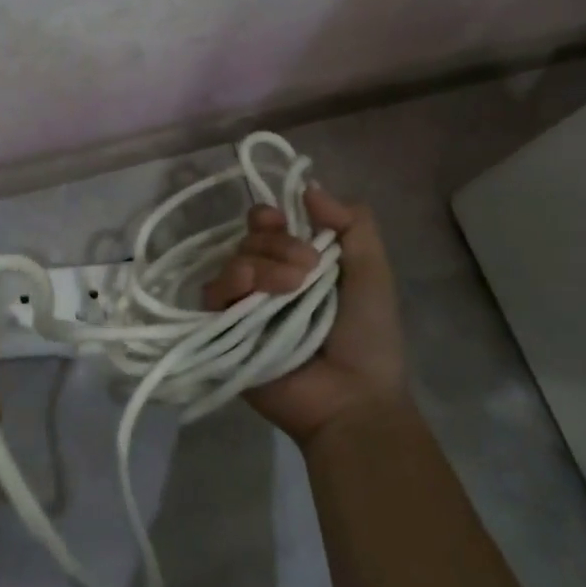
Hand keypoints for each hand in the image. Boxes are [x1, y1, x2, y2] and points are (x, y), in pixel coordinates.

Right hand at [204, 184, 409, 447]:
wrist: (354, 398)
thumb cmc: (369, 337)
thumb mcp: (373, 271)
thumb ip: (352, 224)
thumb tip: (309, 188)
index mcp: (296, 265)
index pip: (266, 227)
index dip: (269, 218)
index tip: (284, 219)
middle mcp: (266, 281)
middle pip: (249, 240)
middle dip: (277, 245)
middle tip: (307, 269)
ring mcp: (243, 307)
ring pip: (232, 262)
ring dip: (261, 264)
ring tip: (291, 287)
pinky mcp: (223, 332)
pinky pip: (212, 294)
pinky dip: (231, 285)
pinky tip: (254, 293)